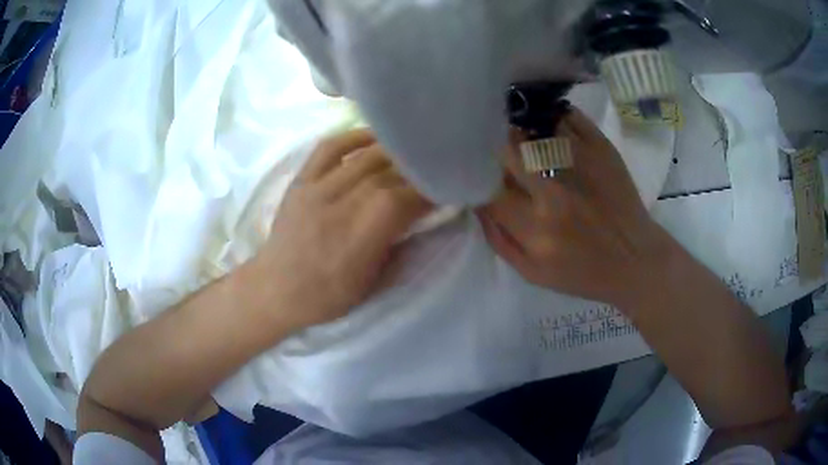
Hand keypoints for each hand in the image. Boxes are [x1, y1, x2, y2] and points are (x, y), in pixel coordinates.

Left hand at [254, 129, 432, 328]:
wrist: (275, 289)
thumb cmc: (326, 296)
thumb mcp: (372, 285)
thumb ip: (399, 248)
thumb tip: (423, 219)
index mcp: (358, 240)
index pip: (401, 200)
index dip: (427, 191)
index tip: (444, 188)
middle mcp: (338, 208)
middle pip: (386, 176)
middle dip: (415, 171)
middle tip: (432, 169)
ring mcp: (316, 189)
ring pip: (363, 158)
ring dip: (393, 152)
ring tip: (411, 151)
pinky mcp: (301, 180)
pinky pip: (329, 147)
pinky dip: (354, 137)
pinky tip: (373, 138)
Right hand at [478, 109, 672, 306]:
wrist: (636, 260)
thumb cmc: (584, 274)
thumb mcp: (533, 274)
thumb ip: (498, 239)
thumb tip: (477, 202)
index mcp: (536, 229)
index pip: (488, 189)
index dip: (477, 178)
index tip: (476, 174)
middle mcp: (555, 192)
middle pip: (506, 150)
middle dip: (494, 148)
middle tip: (494, 149)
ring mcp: (580, 164)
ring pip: (532, 128)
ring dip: (518, 127)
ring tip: (515, 130)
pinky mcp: (601, 148)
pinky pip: (565, 117)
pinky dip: (548, 116)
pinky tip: (544, 122)